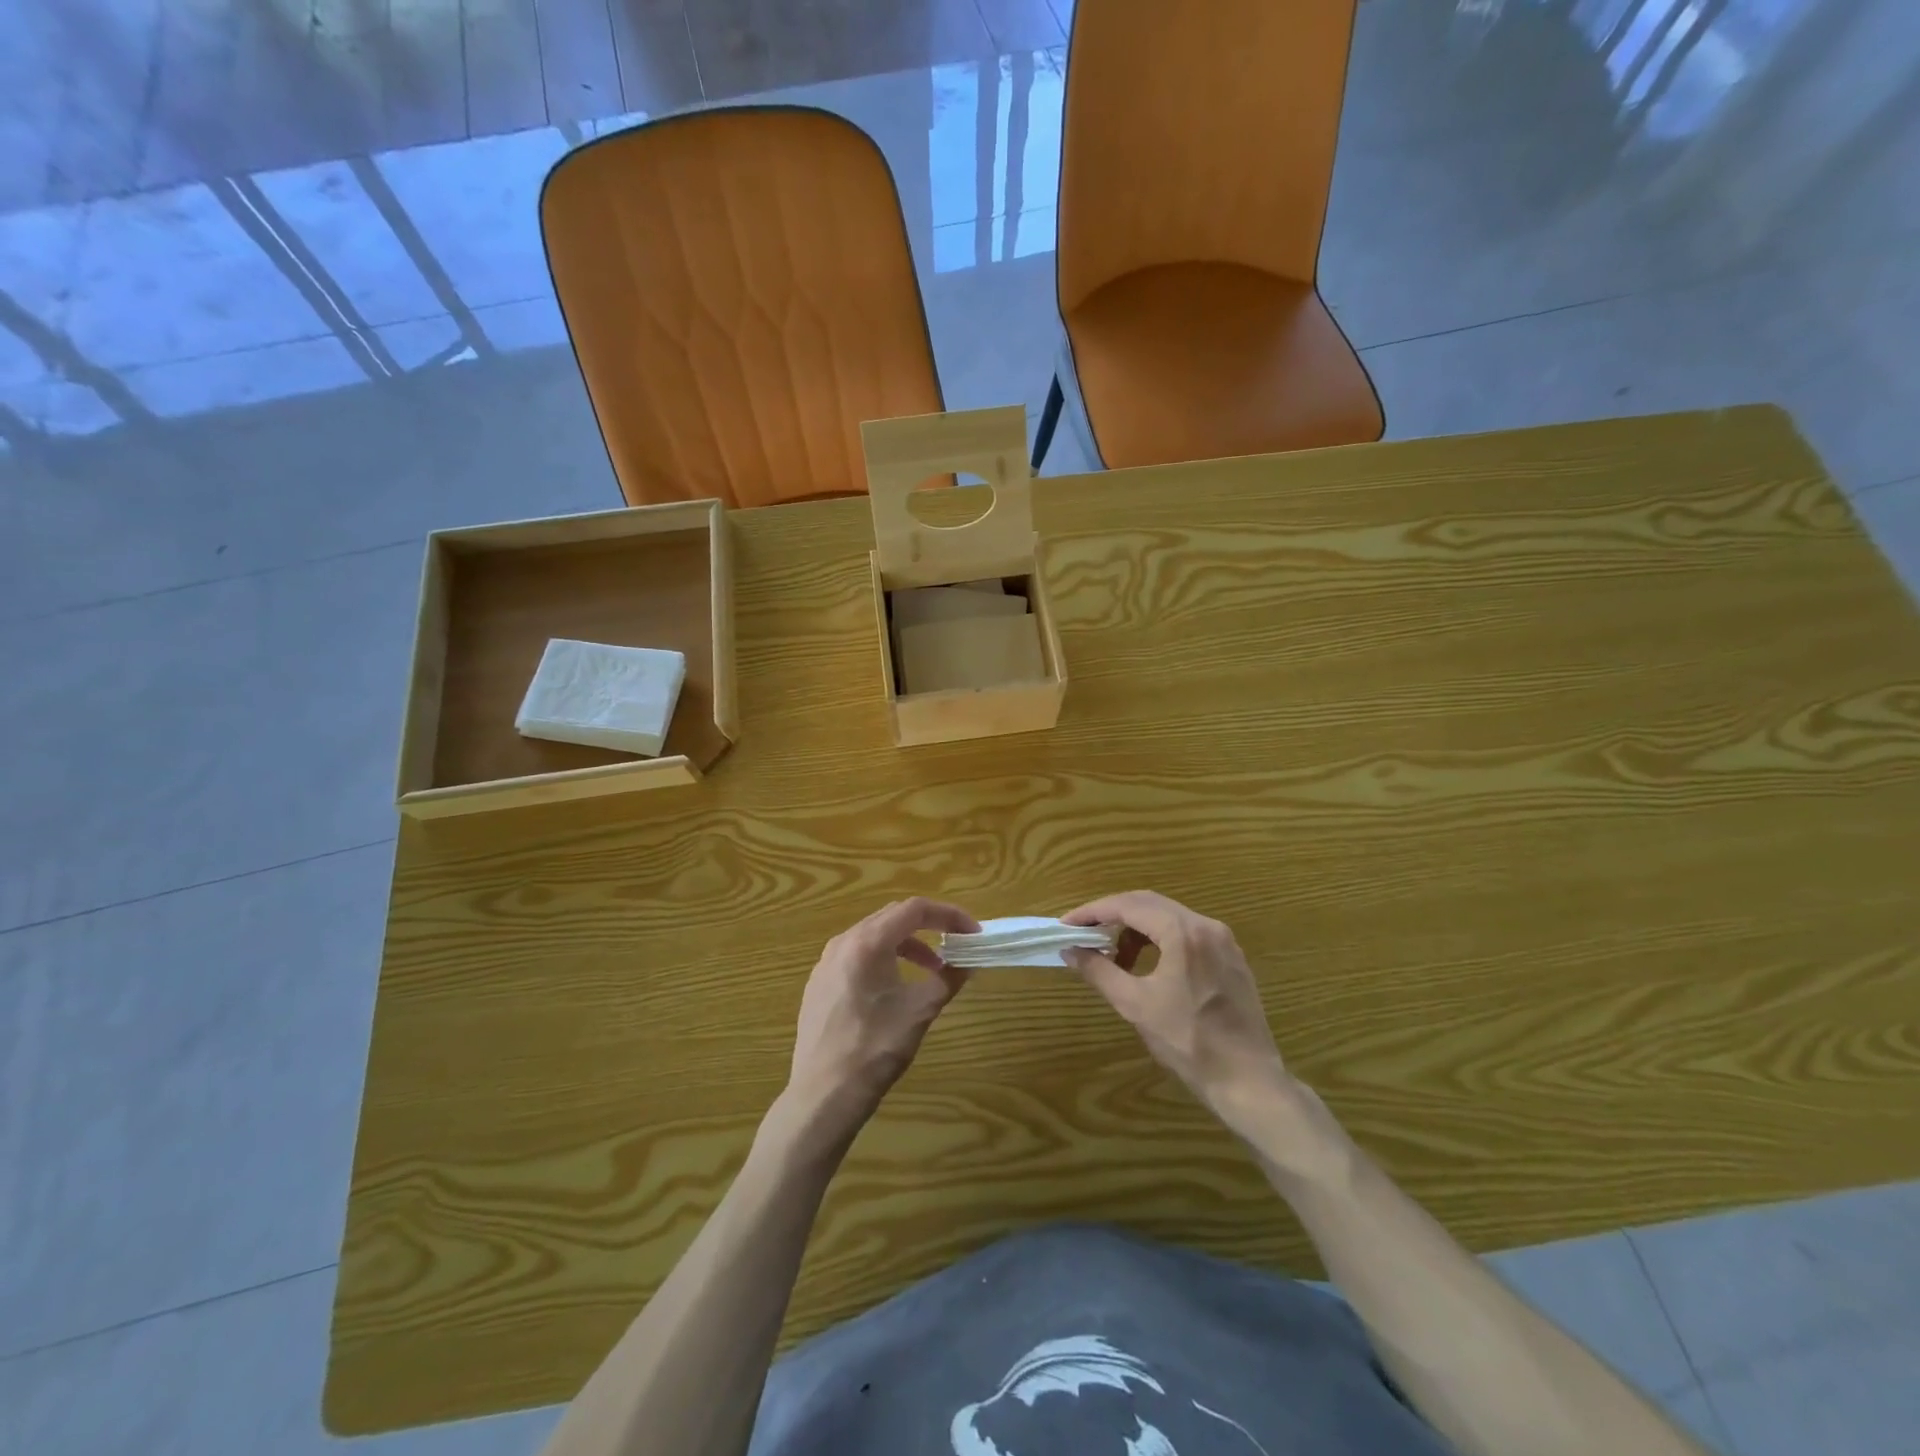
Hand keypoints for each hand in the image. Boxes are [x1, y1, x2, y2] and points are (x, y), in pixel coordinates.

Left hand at [782, 897, 979, 1143]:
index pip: (915, 909)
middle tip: (956, 944)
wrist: (824, 1095)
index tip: (972, 933)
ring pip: (873, 936)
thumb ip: (948, 979)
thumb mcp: (920, 1011)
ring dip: (907, 944)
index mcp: (867, 942)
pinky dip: (883, 959)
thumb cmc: (875, 1049)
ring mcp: (825, 963)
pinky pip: (856, 955)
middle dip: (929, 926)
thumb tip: (968, 963)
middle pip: (893, 917)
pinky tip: (894, 987)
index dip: (949, 915)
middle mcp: (843, 942)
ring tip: (931, 969)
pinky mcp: (818, 984)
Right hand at [1063, 891, 1295, 1142]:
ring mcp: (1223, 940)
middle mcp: (1206, 925)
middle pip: (1148, 903)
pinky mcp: (1231, 957)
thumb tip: (1069, 951)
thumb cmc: (1188, 1043)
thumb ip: (1099, 971)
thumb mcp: (1135, 1005)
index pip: (1128, 906)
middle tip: (1084, 933)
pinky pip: (1187, 932)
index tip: (1066, 924)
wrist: (1248, 1081)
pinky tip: (1147, 964)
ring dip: (1136, 928)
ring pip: (1168, 916)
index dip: (1093, 912)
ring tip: (1114, 956)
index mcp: (1182, 933)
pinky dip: (1160, 938)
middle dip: (1112, 915)